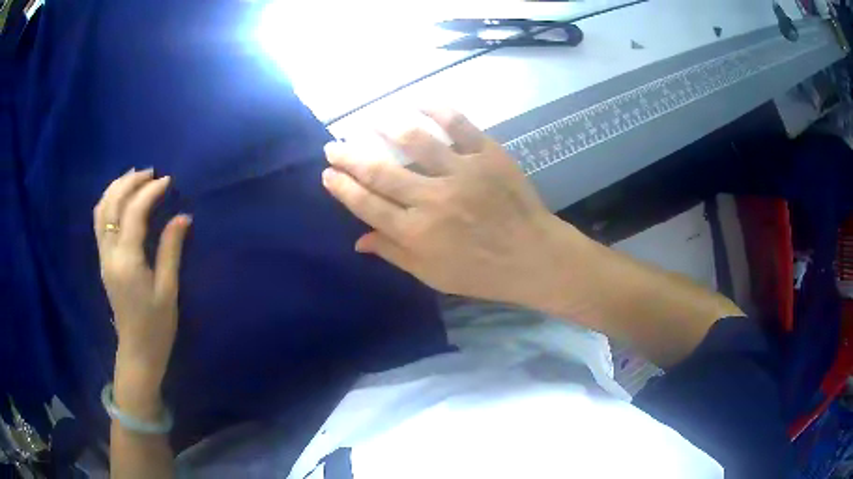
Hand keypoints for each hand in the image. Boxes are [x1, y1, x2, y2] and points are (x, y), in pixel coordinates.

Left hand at [93, 169, 191, 408]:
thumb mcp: (168, 290)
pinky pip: (100, 222)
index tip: (168, 181)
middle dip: (130, 182)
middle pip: (112, 205)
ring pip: (101, 210)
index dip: (150, 192)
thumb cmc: (156, 326)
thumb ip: (171, 250)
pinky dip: (109, 202)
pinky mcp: (103, 260)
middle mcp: (109, 254)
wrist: (137, 352)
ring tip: (135, 177)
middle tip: (151, 173)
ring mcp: (103, 257)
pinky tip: (122, 198)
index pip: (134, 213)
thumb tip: (182, 217)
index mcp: (127, 261)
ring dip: (117, 188)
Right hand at [322, 109, 586, 305]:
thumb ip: (394, 255)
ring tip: (371, 121)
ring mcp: (462, 173)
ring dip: (386, 128)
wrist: (534, 257)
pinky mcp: (488, 155)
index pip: (367, 205)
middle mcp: (433, 200)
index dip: (342, 187)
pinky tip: (418, 102)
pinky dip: (437, 109)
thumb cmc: (482, 272)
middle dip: (350, 157)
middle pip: (380, 172)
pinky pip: (459, 125)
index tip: (327, 173)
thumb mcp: (433, 275)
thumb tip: (357, 240)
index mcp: (416, 233)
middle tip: (333, 145)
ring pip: (415, 142)